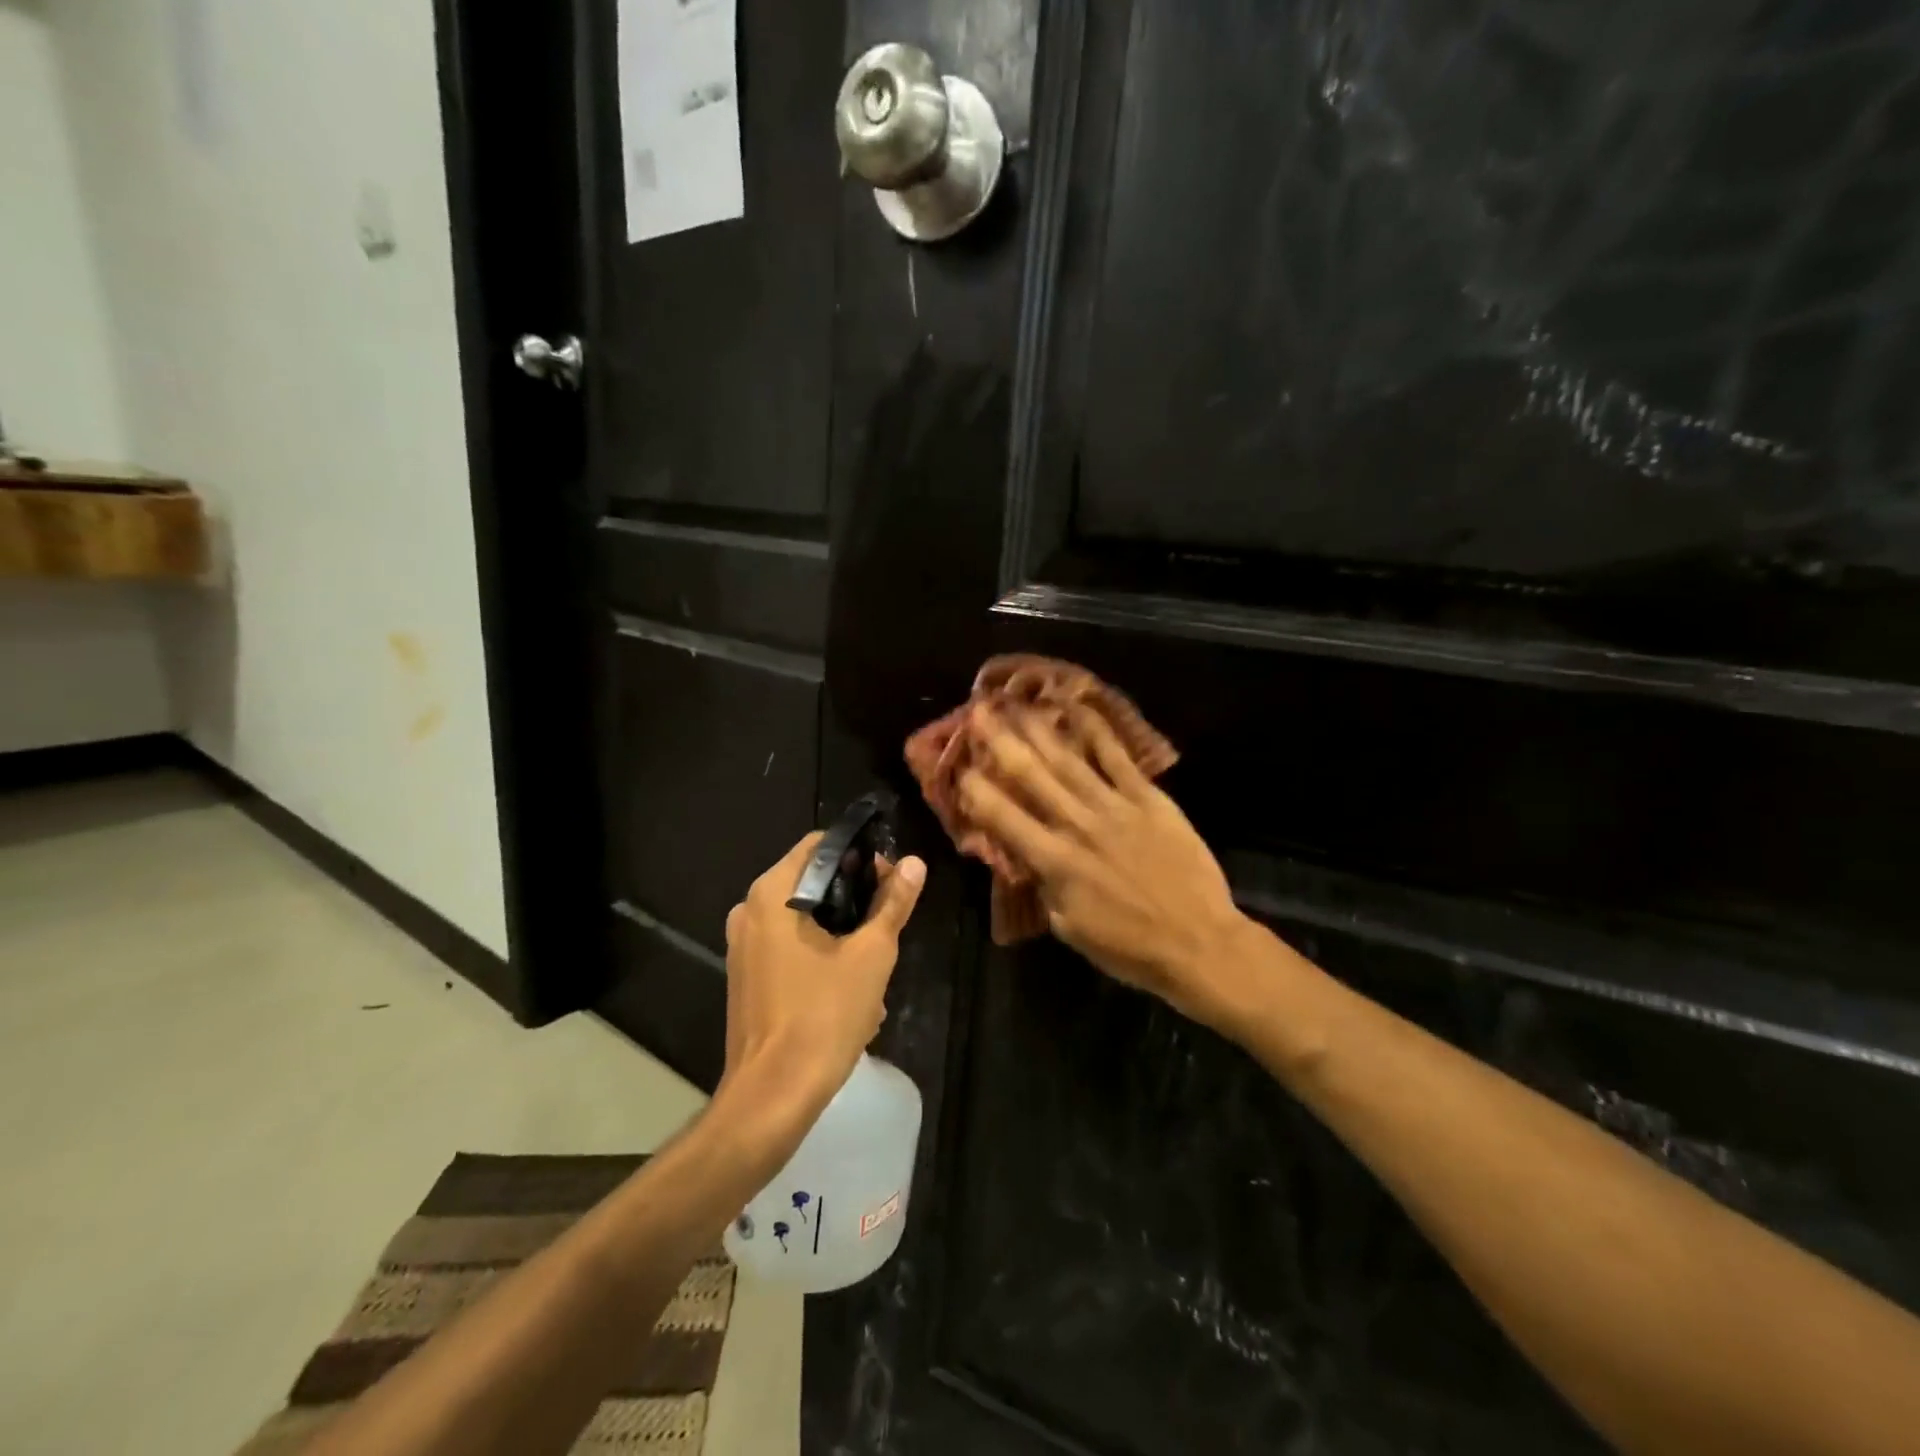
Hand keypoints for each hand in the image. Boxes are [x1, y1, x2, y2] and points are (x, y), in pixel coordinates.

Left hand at [721, 834, 926, 1125]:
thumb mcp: (872, 955)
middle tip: (888, 922)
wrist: (773, 1095)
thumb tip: (913, 863)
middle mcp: (749, 910)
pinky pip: (788, 947)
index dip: (860, 855)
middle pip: (811, 882)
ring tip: (875, 962)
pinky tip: (850, 987)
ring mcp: (743, 946)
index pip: (820, 846)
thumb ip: (892, 903)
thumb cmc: (824, 1015)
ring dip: (841, 931)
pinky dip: (819, 954)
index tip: (890, 880)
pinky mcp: (745, 976)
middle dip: (854, 898)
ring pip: (802, 919)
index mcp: (773, 893)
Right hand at [959, 707, 1251, 1028]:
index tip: (957, 766)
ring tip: (1015, 702)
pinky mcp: (1148, 798)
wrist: (1198, 943)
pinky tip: (1076, 706)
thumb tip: (1022, 856)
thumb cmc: (1129, 947)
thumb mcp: (1069, 927)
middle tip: (977, 712)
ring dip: (1038, 728)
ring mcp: (1114, 806)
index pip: (1003, 816)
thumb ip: (1042, 886)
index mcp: (1054, 861)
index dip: (975, 789)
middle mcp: (1077, 824)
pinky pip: (1117, 757)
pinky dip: (1096, 730)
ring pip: (1068, 759)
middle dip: (1000, 741)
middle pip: (1031, 775)